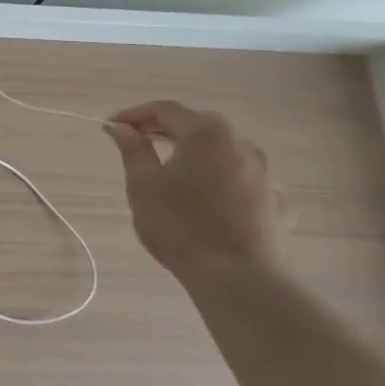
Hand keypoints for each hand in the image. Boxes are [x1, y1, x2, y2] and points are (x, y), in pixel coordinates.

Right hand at [106, 100, 282, 280]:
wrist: (236, 276)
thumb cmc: (179, 224)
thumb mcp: (143, 184)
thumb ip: (132, 149)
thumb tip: (121, 128)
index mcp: (206, 133)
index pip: (165, 109)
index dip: (134, 114)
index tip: (111, 126)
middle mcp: (240, 142)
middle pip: (196, 124)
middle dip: (163, 129)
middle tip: (135, 141)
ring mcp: (262, 170)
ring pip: (220, 148)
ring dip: (191, 150)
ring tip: (167, 166)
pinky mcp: (273, 198)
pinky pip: (238, 174)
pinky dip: (216, 173)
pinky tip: (203, 191)